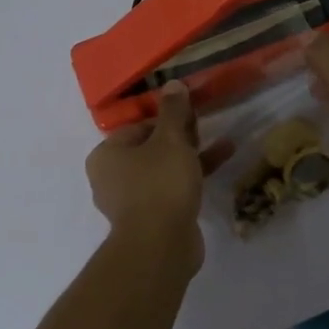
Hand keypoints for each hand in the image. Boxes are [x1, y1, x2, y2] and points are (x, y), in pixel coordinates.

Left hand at [86, 82, 233, 269]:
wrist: (161, 245)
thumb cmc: (159, 183)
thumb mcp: (170, 140)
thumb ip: (173, 111)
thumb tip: (172, 83)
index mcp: (105, 155)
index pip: (137, 126)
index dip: (166, 118)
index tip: (191, 114)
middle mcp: (111, 178)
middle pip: (150, 148)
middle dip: (181, 137)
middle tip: (205, 127)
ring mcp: (131, 202)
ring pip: (163, 170)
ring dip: (192, 156)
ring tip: (223, 144)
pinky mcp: (151, 219)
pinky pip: (172, 190)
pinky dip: (192, 178)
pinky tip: (220, 166)